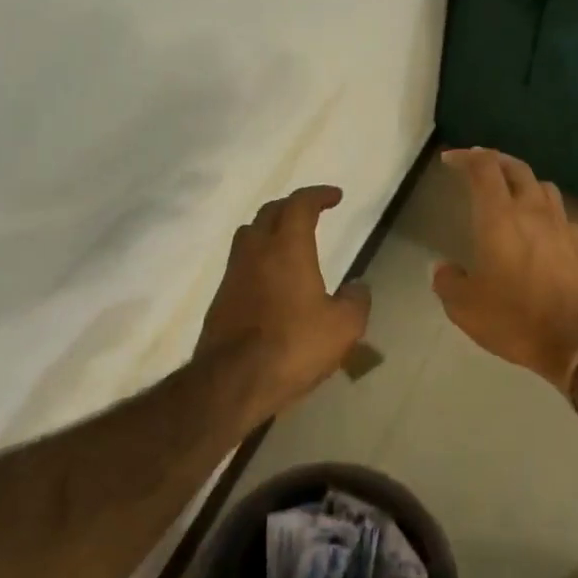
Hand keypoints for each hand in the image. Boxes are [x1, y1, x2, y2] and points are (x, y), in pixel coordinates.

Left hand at [198, 184, 371, 416]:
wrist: (232, 381)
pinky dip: (258, 259)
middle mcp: (255, 252)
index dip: (318, 195)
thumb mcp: (344, 327)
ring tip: (288, 242)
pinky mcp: (220, 299)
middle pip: (269, 213)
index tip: (335, 197)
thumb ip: (356, 300)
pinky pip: (241, 264)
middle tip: (311, 213)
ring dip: (269, 229)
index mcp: (287, 248)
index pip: (299, 205)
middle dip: (291, 206)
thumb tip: (357, 287)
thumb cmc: (293, 346)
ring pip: (249, 236)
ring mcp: (233, 275)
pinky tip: (271, 280)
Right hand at [433, 148, 577, 392]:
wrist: (576, 338)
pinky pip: (562, 215)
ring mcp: (560, 226)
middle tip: (479, 165)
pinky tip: (542, 228)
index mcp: (499, 217)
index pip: (484, 168)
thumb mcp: (465, 307)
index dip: (466, 157)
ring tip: (511, 192)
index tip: (450, 160)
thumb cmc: (515, 317)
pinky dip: (547, 212)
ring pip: (544, 186)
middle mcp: (532, 211)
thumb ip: (448, 282)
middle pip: (517, 168)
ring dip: (524, 182)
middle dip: (496, 160)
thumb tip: (443, 269)